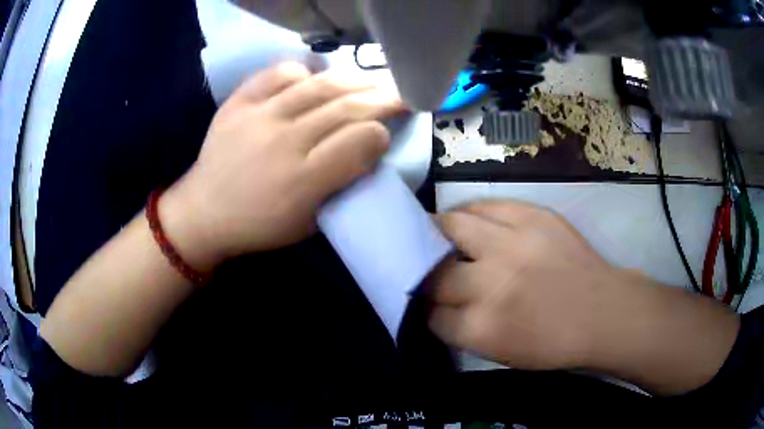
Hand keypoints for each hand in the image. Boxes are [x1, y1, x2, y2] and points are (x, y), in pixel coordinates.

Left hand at [160, 63, 405, 269]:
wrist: (204, 213)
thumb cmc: (260, 225)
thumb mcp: (310, 221)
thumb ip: (342, 185)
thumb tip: (368, 148)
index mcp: (303, 181)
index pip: (361, 141)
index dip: (381, 134)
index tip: (385, 135)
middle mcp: (283, 142)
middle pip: (346, 107)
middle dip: (382, 98)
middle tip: (400, 94)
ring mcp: (258, 116)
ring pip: (319, 85)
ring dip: (354, 80)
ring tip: (371, 80)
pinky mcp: (238, 102)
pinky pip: (279, 73)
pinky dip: (304, 72)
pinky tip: (315, 78)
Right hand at [428, 200, 634, 369]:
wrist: (601, 312)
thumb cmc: (553, 342)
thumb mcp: (500, 353)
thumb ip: (463, 331)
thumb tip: (438, 308)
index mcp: (481, 328)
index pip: (432, 315)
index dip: (429, 311)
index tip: (432, 307)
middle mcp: (490, 283)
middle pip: (435, 273)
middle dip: (428, 275)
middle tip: (431, 271)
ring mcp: (512, 244)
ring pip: (452, 226)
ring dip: (438, 232)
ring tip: (436, 233)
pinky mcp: (532, 216)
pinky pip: (485, 205)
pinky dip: (469, 212)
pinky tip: (468, 219)